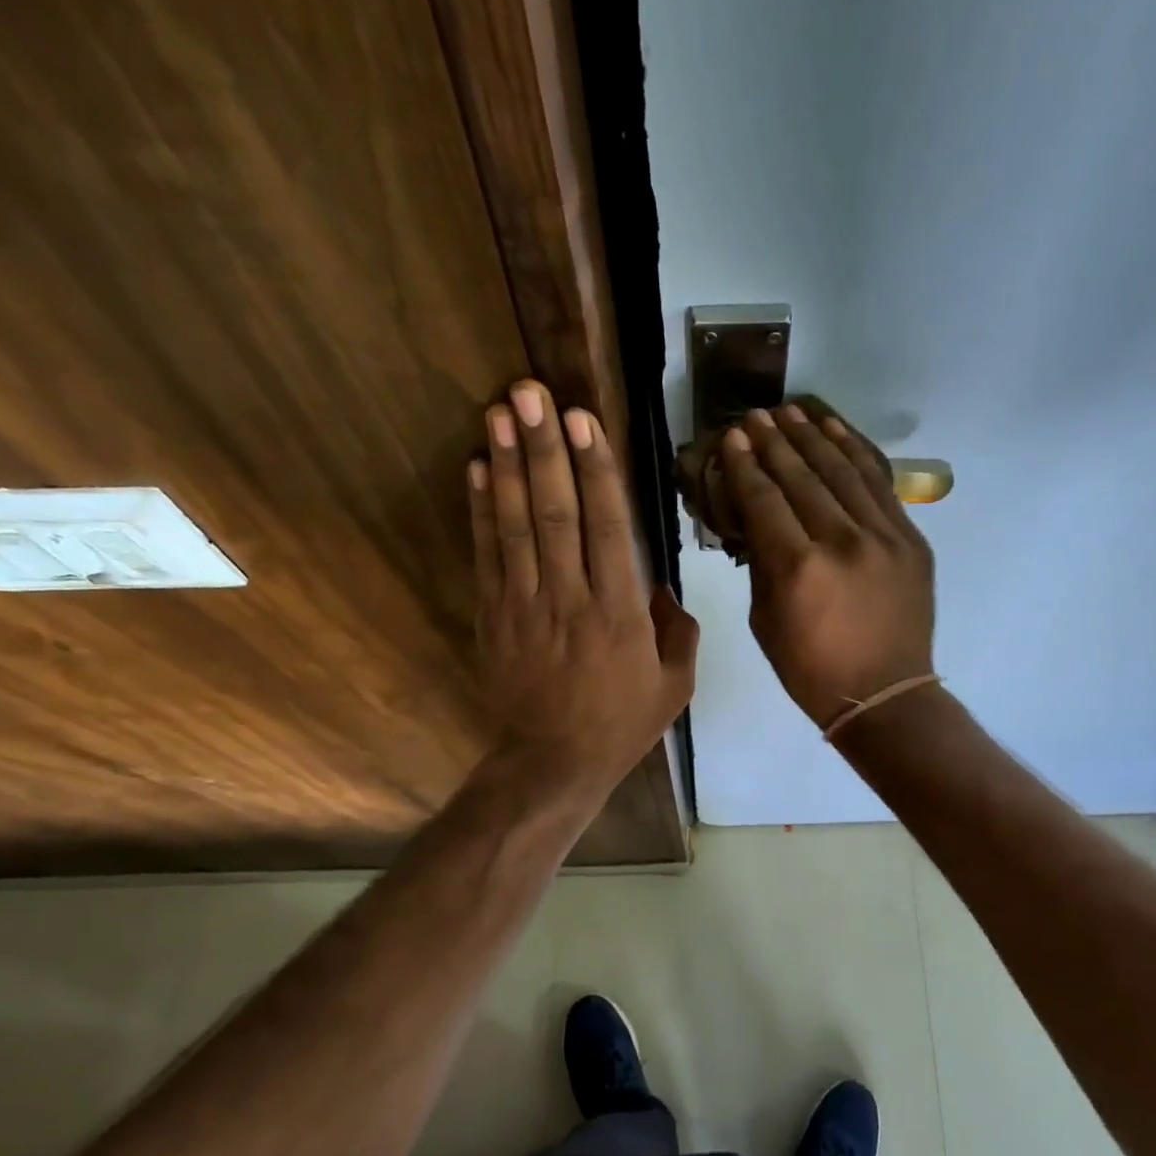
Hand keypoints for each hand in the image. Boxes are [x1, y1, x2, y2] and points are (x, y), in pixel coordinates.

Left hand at [469, 381, 697, 798]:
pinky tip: (476, 469)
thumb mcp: (675, 685)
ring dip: (507, 465)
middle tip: (530, 392)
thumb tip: (662, 587)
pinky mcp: (494, 616)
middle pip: (555, 512)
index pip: (607, 526)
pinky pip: (487, 555)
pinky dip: (481, 510)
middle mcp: (570, 597)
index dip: (594, 469)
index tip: (583, 419)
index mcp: (620, 611)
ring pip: (516, 525)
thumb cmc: (620, 724)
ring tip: (498, 412)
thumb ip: (678, 630)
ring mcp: (525, 604)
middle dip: (544, 448)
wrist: (551, 764)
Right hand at [718, 404, 934, 728]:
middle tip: (755, 416)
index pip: (764, 500)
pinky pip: (879, 484)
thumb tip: (755, 519)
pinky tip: (836, 431)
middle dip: (774, 442)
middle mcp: (841, 542)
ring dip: (814, 436)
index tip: (732, 438)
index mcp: (798, 569)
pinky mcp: (910, 539)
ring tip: (791, 412)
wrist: (885, 693)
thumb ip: (760, 563)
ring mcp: (883, 536)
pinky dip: (856, 453)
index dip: (745, 466)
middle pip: (802, 477)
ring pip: (843, 471)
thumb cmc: (811, 669)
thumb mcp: (765, 621)